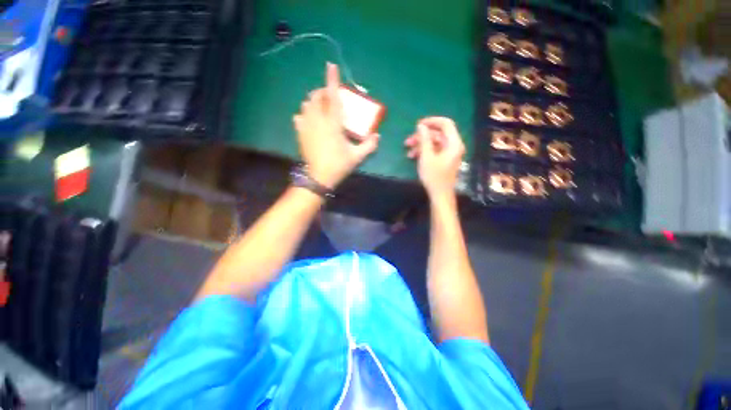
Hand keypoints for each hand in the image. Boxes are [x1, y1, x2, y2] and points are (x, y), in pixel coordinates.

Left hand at [293, 63, 379, 188]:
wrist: (319, 177)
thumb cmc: (339, 165)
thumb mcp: (357, 156)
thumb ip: (369, 145)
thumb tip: (378, 136)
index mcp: (333, 124)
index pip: (332, 97)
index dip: (332, 80)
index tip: (331, 66)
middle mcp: (318, 120)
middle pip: (316, 97)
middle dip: (322, 92)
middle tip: (331, 97)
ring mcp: (307, 126)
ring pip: (306, 105)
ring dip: (314, 102)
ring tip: (321, 108)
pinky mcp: (300, 133)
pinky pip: (299, 117)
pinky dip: (305, 114)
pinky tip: (309, 120)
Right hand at [405, 117, 464, 199]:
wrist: (439, 195)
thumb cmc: (434, 176)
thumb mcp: (426, 156)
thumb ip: (424, 139)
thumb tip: (421, 125)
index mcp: (454, 143)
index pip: (445, 124)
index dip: (431, 121)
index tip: (418, 125)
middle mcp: (453, 146)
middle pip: (437, 134)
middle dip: (421, 136)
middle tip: (408, 141)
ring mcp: (449, 153)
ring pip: (434, 142)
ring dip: (420, 145)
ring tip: (408, 150)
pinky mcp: (444, 159)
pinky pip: (434, 150)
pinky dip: (424, 151)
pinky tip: (413, 156)